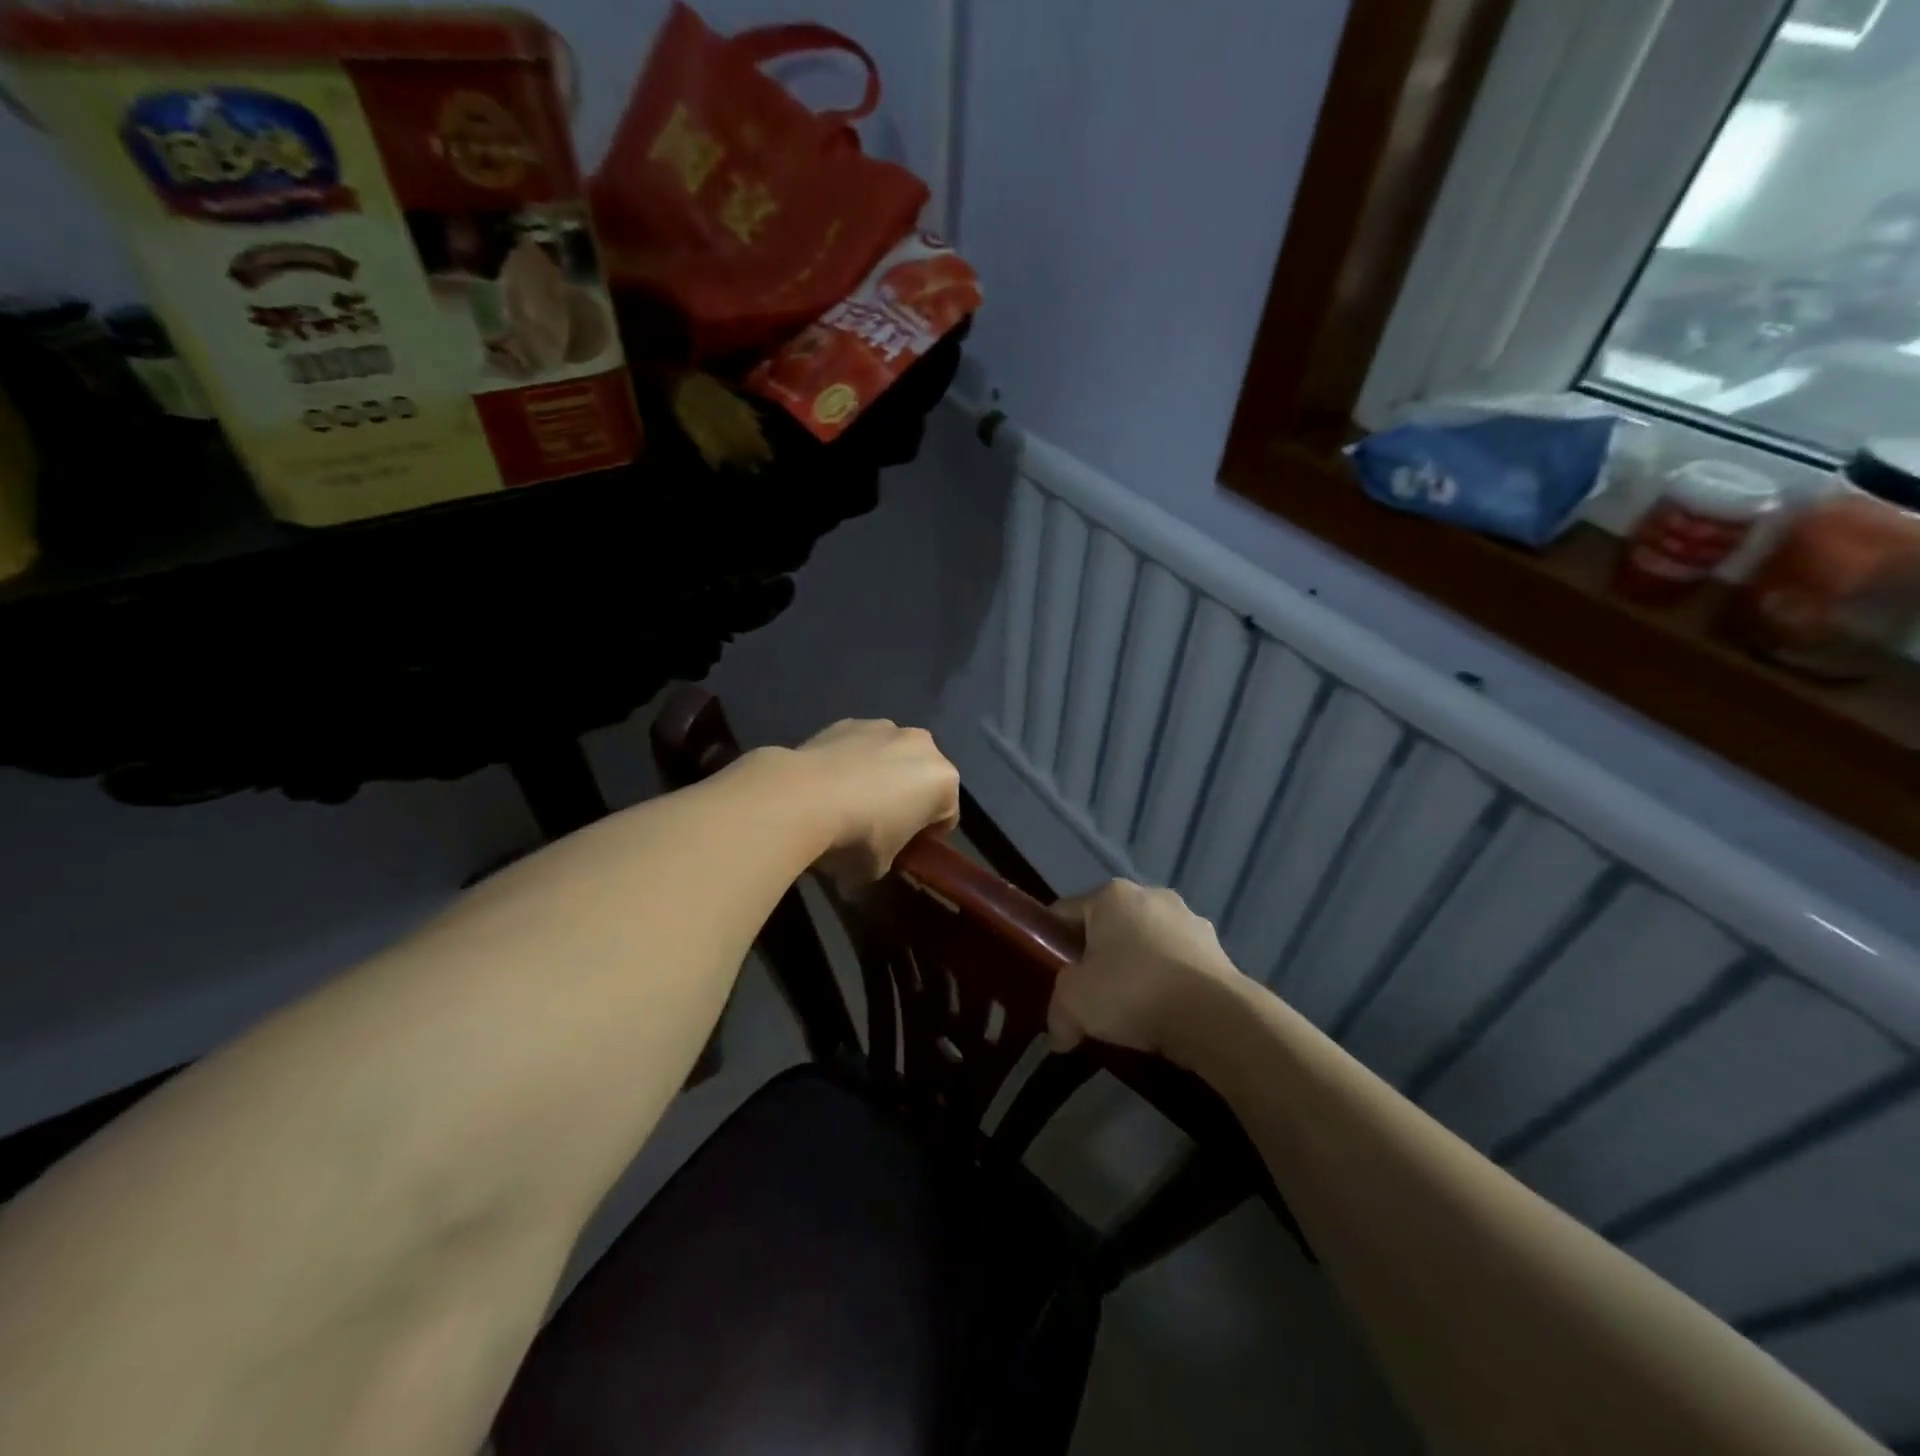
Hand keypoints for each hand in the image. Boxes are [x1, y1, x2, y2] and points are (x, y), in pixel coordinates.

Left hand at [793, 719, 960, 884]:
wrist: (802, 798)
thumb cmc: (856, 838)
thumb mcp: (879, 868)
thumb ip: (887, 860)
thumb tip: (868, 863)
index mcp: (944, 781)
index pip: (946, 816)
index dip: (927, 837)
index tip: (906, 852)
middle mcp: (922, 745)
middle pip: (921, 778)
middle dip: (908, 798)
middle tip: (881, 827)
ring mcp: (884, 727)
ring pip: (891, 756)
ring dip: (881, 775)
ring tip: (849, 802)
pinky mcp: (848, 722)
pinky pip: (859, 747)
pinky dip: (851, 762)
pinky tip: (828, 784)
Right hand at [1048, 880, 1249, 1063]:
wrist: (1216, 1017)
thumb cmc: (1133, 992)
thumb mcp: (1074, 1004)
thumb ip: (1057, 1013)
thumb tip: (1060, 1034)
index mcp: (1111, 895)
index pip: (1065, 913)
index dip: (1051, 945)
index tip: (1049, 978)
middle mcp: (1150, 895)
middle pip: (1108, 928)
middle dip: (1097, 958)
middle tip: (1089, 997)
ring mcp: (1189, 920)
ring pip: (1145, 945)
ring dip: (1135, 970)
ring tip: (1130, 1012)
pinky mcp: (1217, 949)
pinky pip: (1176, 964)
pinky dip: (1167, 984)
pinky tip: (1164, 1014)